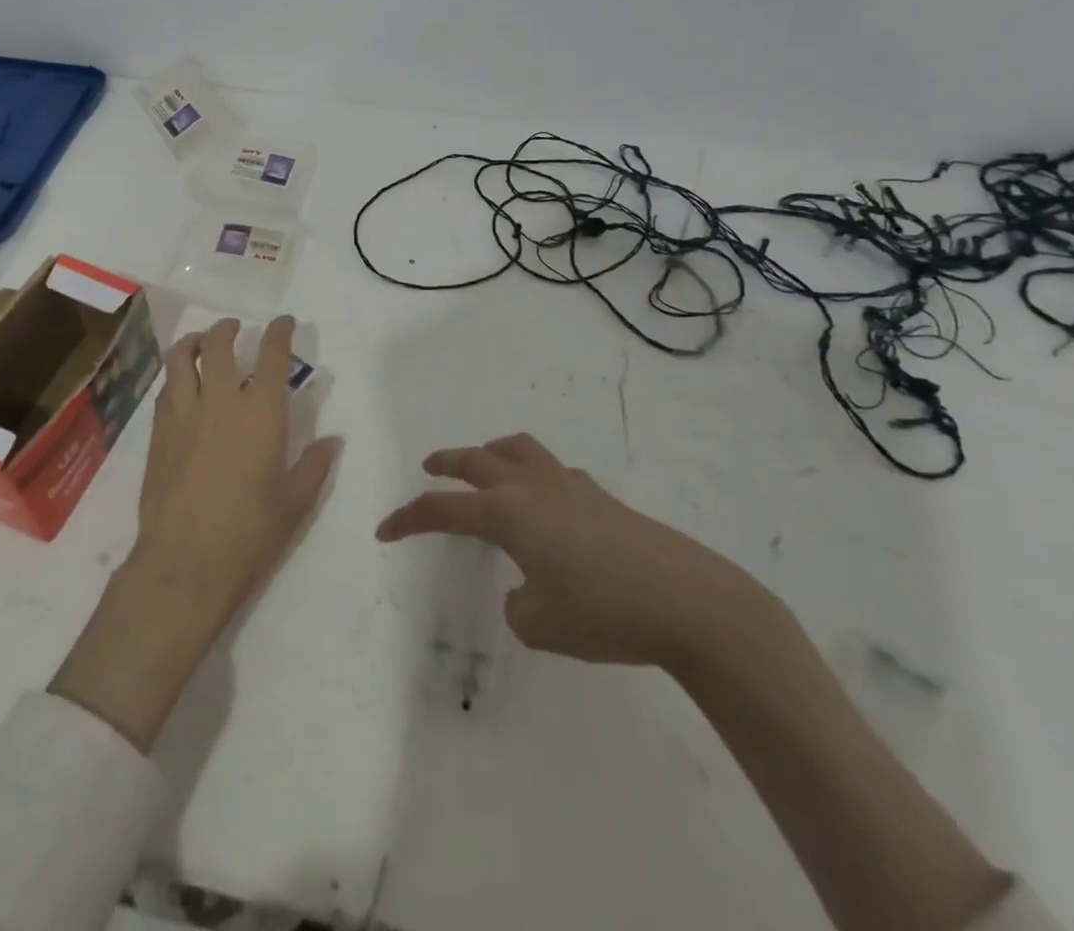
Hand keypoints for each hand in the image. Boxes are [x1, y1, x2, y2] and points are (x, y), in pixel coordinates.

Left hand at [133, 315, 340, 626]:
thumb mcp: (295, 503)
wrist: (184, 562)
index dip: (279, 332)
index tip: (284, 322)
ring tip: (201, 343)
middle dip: (228, 328)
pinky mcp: (158, 432)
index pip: (271, 355)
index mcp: (260, 412)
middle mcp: (220, 400)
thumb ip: (315, 466)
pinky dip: (176, 375)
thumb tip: (332, 441)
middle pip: (218, 344)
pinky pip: (166, 388)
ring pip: (180, 357)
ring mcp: (183, 413)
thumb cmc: (249, 533)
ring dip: (193, 342)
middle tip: (235, 328)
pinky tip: (183, 386)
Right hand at [376, 433, 763, 675]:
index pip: (442, 509)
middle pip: (475, 459)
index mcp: (507, 513)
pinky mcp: (600, 495)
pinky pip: (552, 469)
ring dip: (490, 452)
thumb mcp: (541, 625)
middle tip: (428, 468)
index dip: (408, 519)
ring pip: (517, 448)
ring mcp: (568, 484)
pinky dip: (533, 473)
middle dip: (446, 463)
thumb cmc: (605, 613)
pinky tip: (544, 502)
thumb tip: (527, 587)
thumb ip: (519, 604)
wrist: (690, 602)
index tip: (384, 531)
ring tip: (484, 461)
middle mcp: (531, 487)